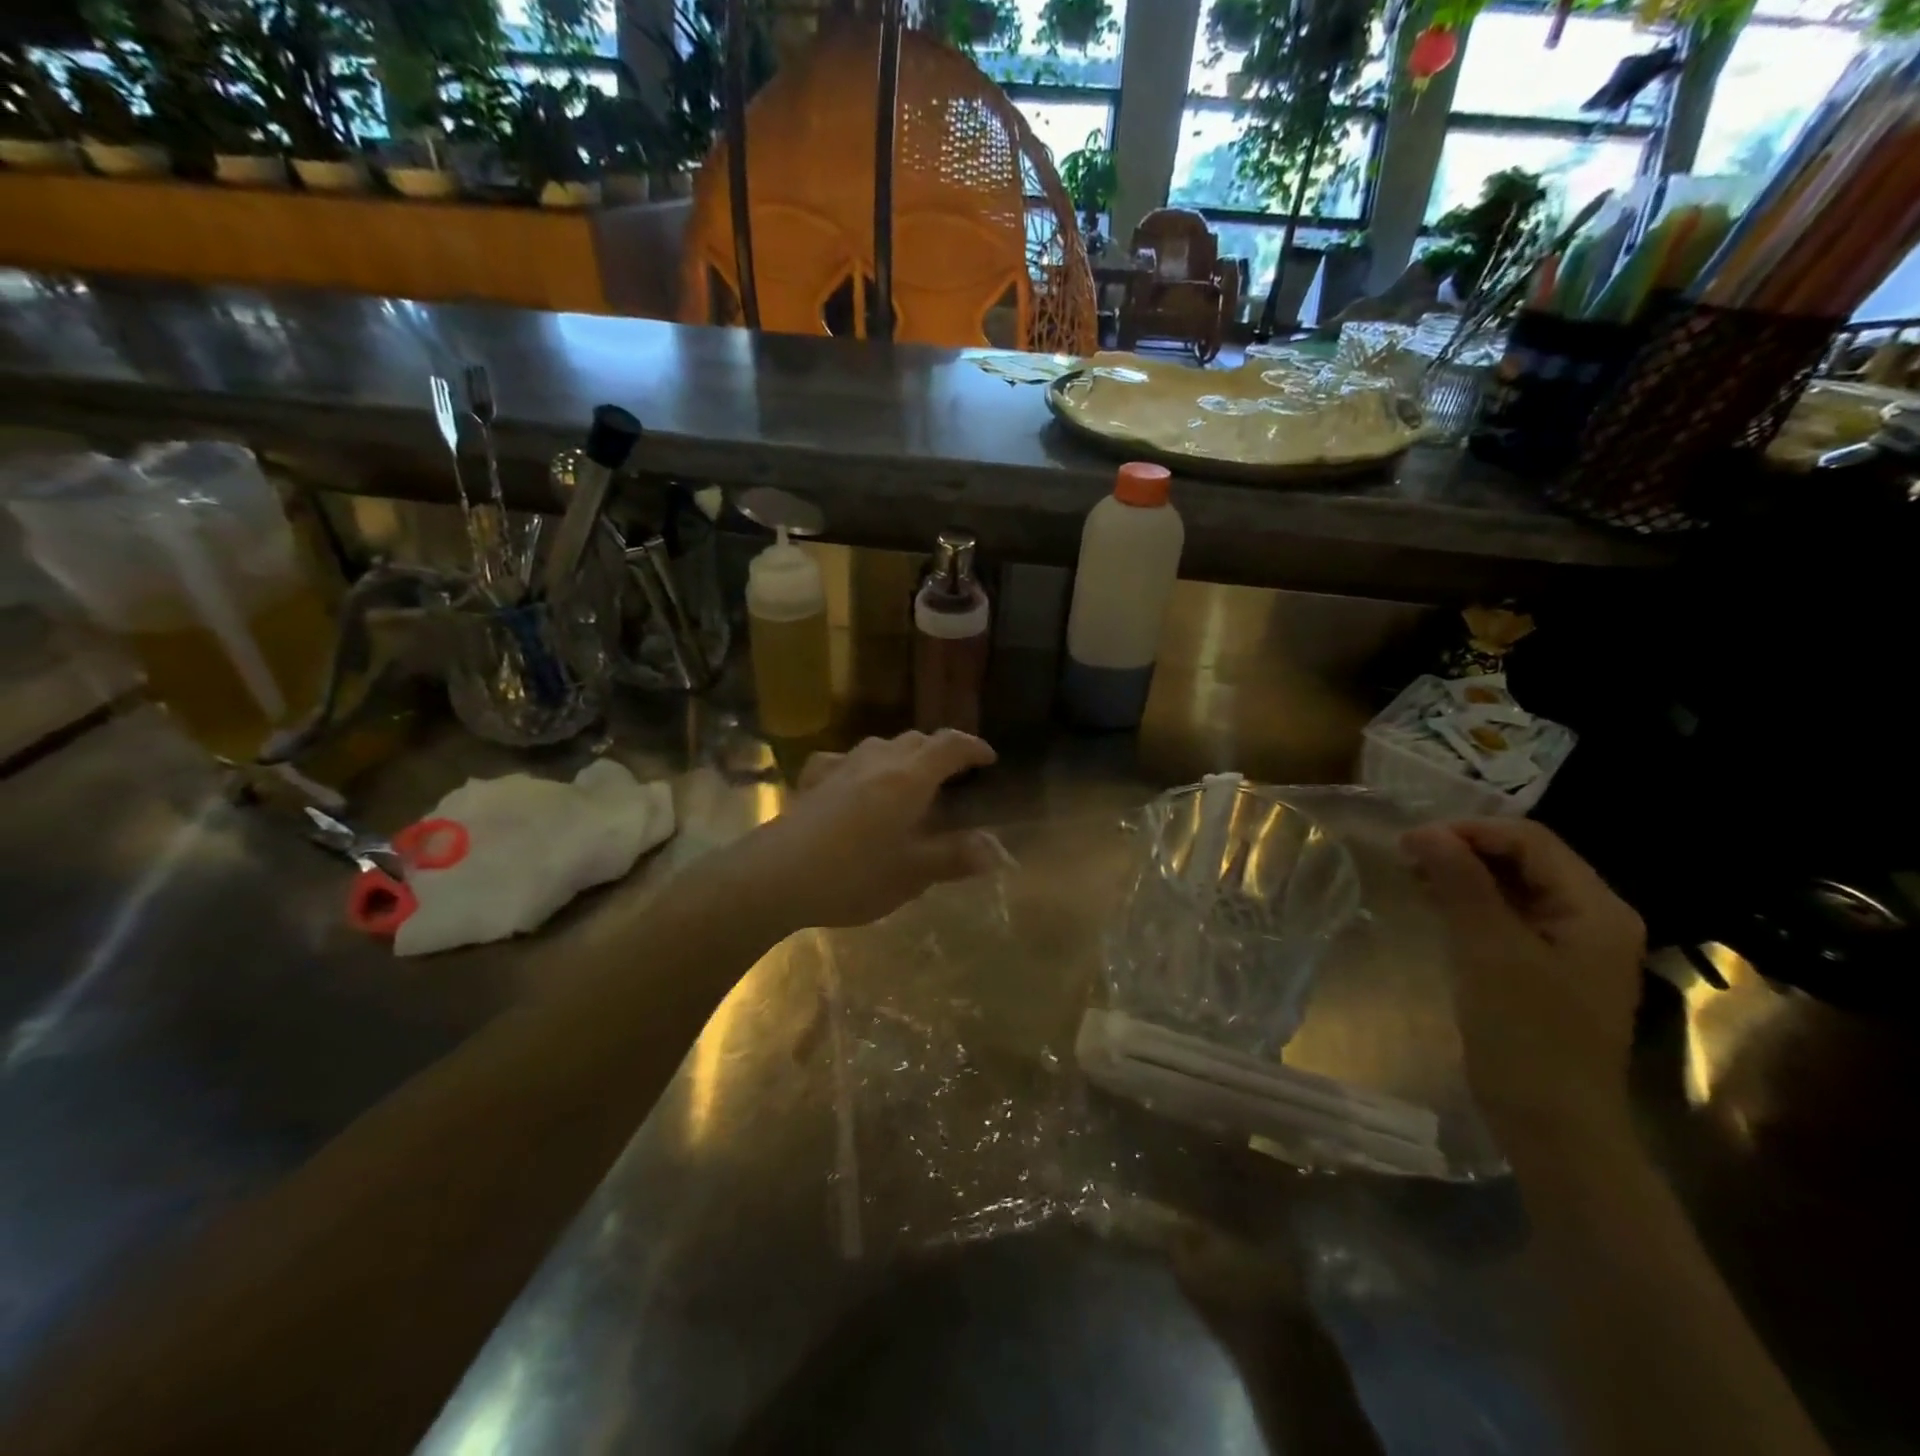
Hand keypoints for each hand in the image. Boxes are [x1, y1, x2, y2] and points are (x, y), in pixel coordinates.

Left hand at [747, 729, 1000, 930]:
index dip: (973, 747)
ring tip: (910, 776)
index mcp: (909, 778)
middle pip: (916, 740)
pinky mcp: (813, 781)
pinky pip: (844, 760)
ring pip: (881, 745)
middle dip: (940, 750)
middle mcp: (877, 762)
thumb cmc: (854, 875)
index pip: (949, 746)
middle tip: (954, 773)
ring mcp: (841, 767)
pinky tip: (854, 781)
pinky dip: (862, 765)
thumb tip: (996, 849)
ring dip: (903, 754)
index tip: (988, 758)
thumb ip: (956, 857)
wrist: (776, 876)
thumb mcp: (912, 874)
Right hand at [1401, 818, 1645, 1150]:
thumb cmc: (1527, 1034)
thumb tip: (1424, 831)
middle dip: (1465, 850)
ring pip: (1513, 885)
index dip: (1469, 831)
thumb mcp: (1488, 950)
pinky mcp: (1546, 965)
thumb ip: (1461, 884)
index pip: (1530, 840)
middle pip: (1525, 858)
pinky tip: (1435, 905)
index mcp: (1596, 908)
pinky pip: (1508, 915)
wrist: (1553, 1124)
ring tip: (1413, 877)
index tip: (1411, 842)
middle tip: (1407, 858)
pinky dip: (1470, 902)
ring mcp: (1571, 943)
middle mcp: (1592, 916)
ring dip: (1463, 874)